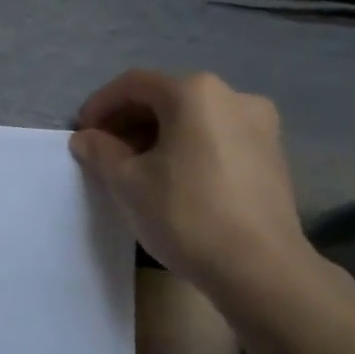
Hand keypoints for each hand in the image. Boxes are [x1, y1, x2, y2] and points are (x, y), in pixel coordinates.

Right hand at [69, 69, 311, 298]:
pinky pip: (218, 138)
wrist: (260, 269)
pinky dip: (188, 147)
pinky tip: (172, 178)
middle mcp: (233, 96)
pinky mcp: (272, 155)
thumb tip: (86, 138)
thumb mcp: (127, 183)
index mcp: (195, 93)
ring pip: (194, 118)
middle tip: (103, 151)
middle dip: (129, 121)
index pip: (133, 84)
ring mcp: (260, 125)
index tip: (82, 133)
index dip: (100, 105)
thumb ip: (101, 152)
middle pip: (166, 97)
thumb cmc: (186, 215)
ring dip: (158, 135)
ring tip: (135, 168)